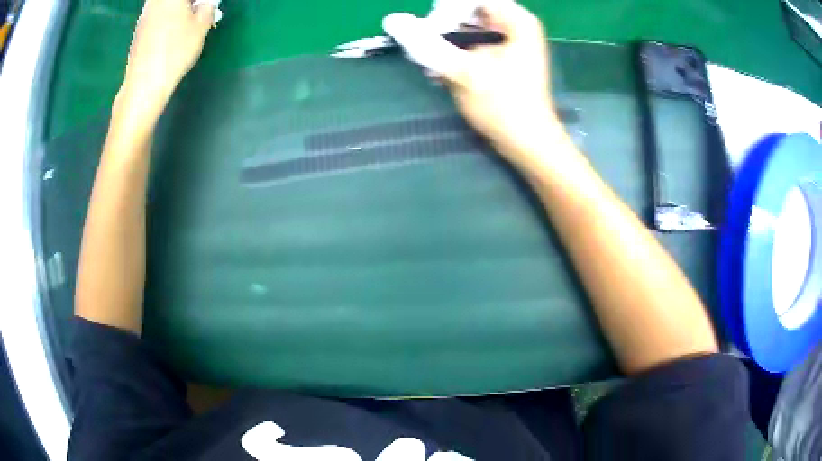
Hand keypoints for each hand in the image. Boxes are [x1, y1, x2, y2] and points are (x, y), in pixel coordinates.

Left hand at [117, 0, 215, 118]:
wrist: (144, 85)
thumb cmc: (175, 52)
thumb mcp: (201, 27)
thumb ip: (207, 9)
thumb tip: (206, 4)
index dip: (201, 1)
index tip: (207, 6)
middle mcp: (155, 2)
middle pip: (174, 0)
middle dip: (189, 4)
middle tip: (200, 11)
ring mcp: (144, 17)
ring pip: (164, 6)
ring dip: (178, 10)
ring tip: (189, 22)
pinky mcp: (139, 32)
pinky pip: (157, 16)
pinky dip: (167, 19)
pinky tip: (173, 34)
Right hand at [384, 1, 563, 161]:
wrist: (528, 143)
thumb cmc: (504, 106)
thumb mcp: (464, 71)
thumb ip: (428, 44)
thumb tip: (393, 20)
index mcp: (516, 21)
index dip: (447, 9)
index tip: (431, 28)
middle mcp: (515, 26)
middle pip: (469, 11)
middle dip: (444, 26)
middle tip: (427, 46)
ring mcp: (509, 43)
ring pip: (468, 28)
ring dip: (446, 42)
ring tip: (430, 61)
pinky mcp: (502, 59)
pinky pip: (472, 44)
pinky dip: (455, 53)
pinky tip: (440, 71)